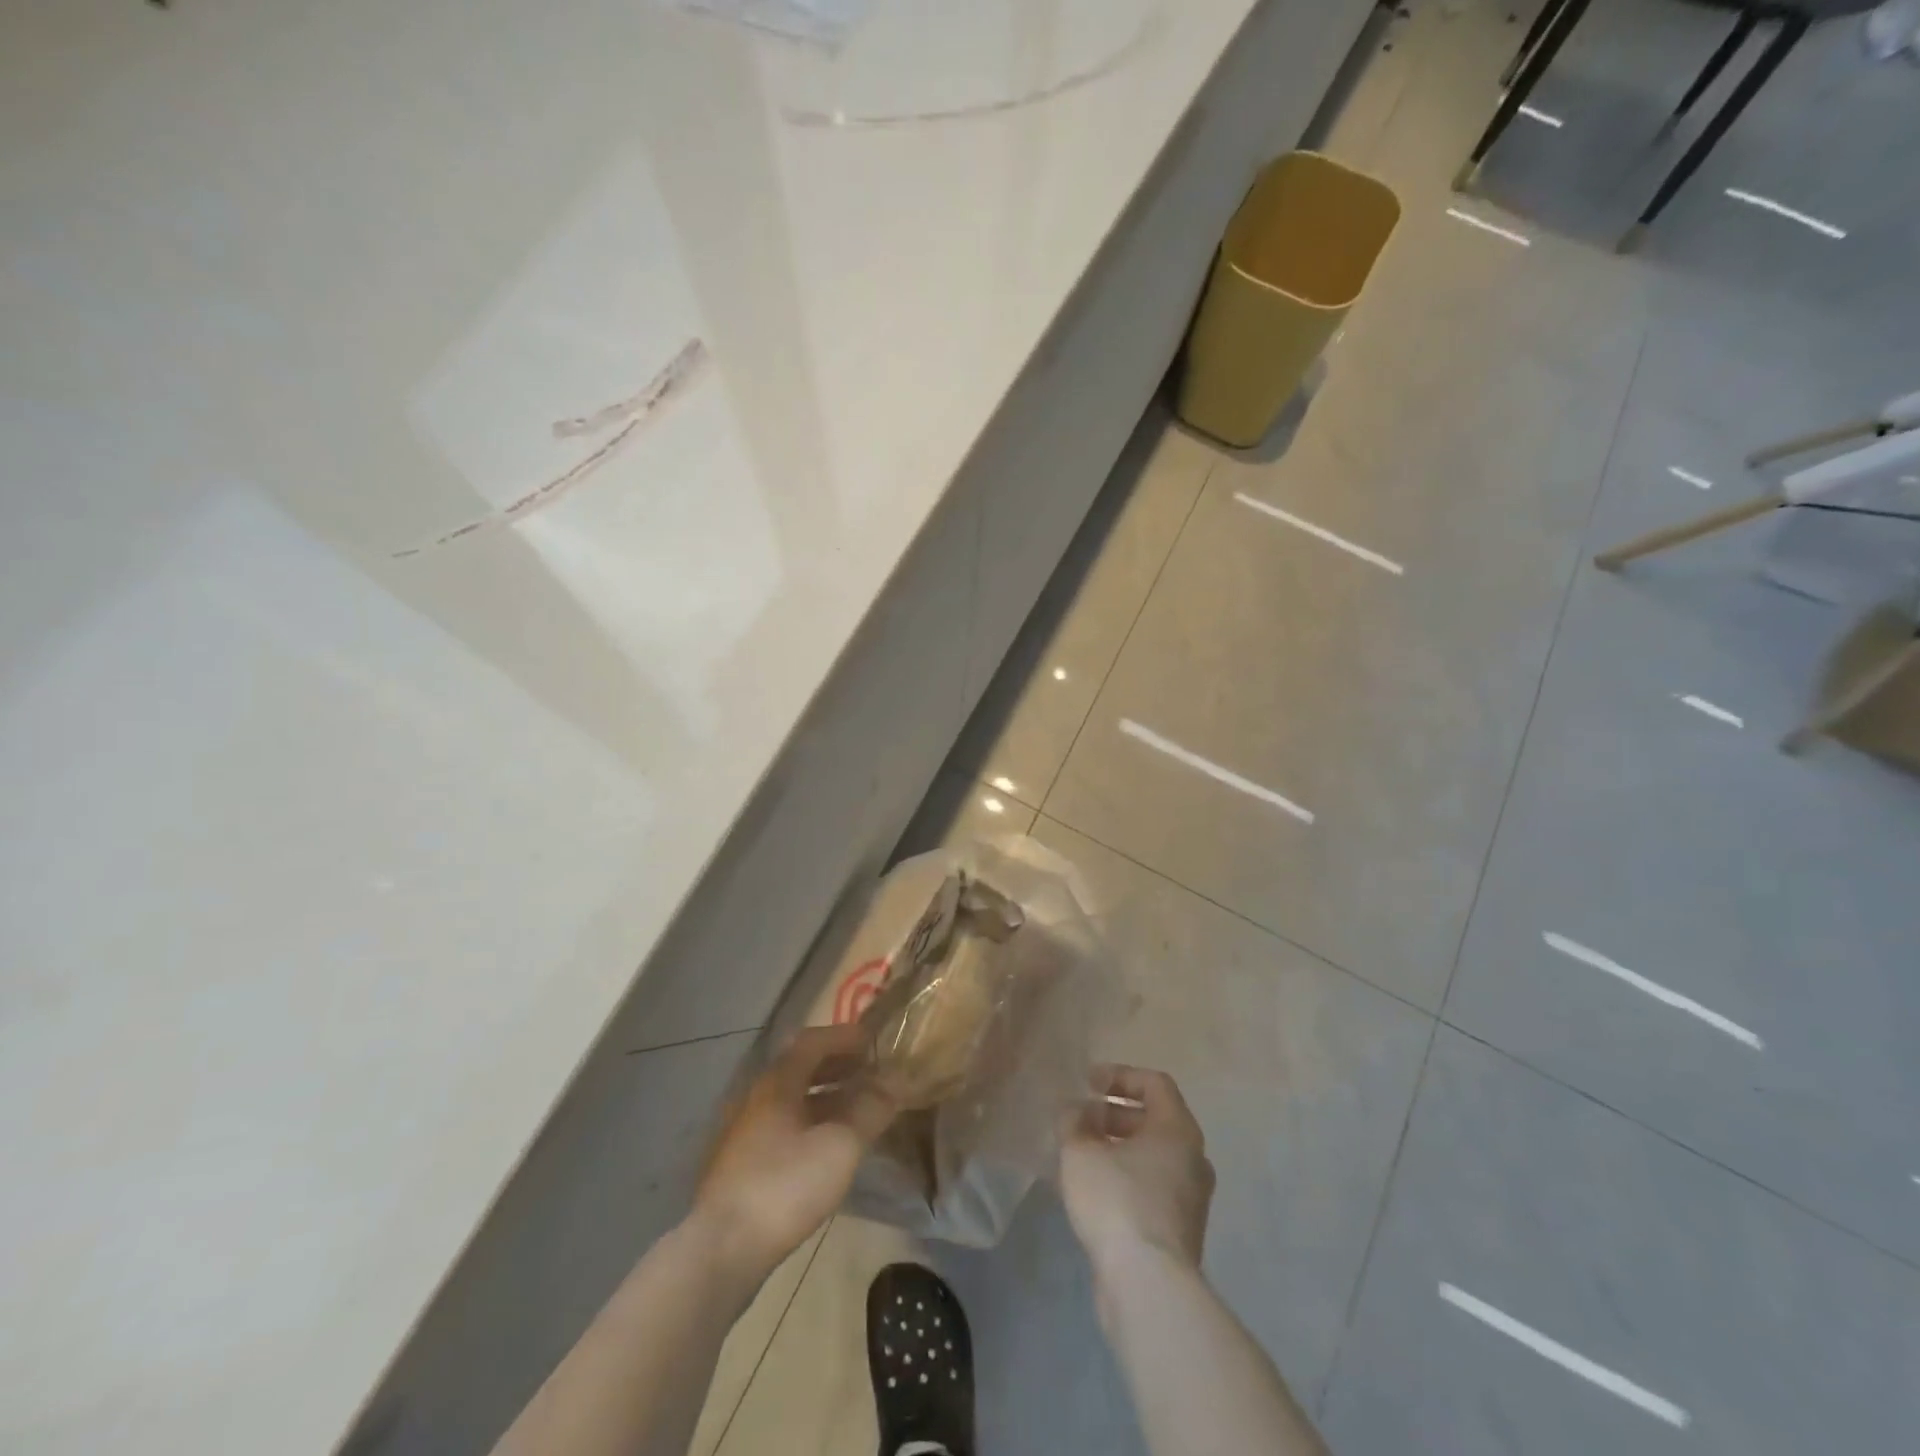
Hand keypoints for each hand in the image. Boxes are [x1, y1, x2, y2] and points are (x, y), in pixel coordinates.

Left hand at [689, 1024, 896, 1286]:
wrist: (722, 1250)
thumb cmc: (785, 1185)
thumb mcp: (840, 1146)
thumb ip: (870, 1109)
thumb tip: (896, 1081)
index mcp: (776, 1082)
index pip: (812, 1041)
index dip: (844, 1037)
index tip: (873, 1041)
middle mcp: (757, 1098)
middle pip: (800, 1069)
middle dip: (837, 1066)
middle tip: (870, 1072)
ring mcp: (745, 1132)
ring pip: (792, 1100)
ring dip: (826, 1097)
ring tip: (858, 1109)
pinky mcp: (742, 1165)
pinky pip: (784, 1126)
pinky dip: (812, 1122)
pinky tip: (829, 1146)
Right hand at [1059, 1066, 1214, 1285]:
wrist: (1148, 1286)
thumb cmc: (1118, 1201)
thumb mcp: (1081, 1152)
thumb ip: (1073, 1123)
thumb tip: (1074, 1113)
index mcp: (1178, 1130)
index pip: (1155, 1083)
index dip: (1119, 1075)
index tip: (1087, 1083)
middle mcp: (1193, 1159)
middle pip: (1154, 1120)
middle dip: (1113, 1114)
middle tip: (1079, 1120)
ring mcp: (1191, 1199)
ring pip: (1152, 1158)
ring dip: (1116, 1149)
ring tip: (1079, 1155)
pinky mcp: (1179, 1232)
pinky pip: (1151, 1188)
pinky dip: (1124, 1178)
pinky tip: (1091, 1191)